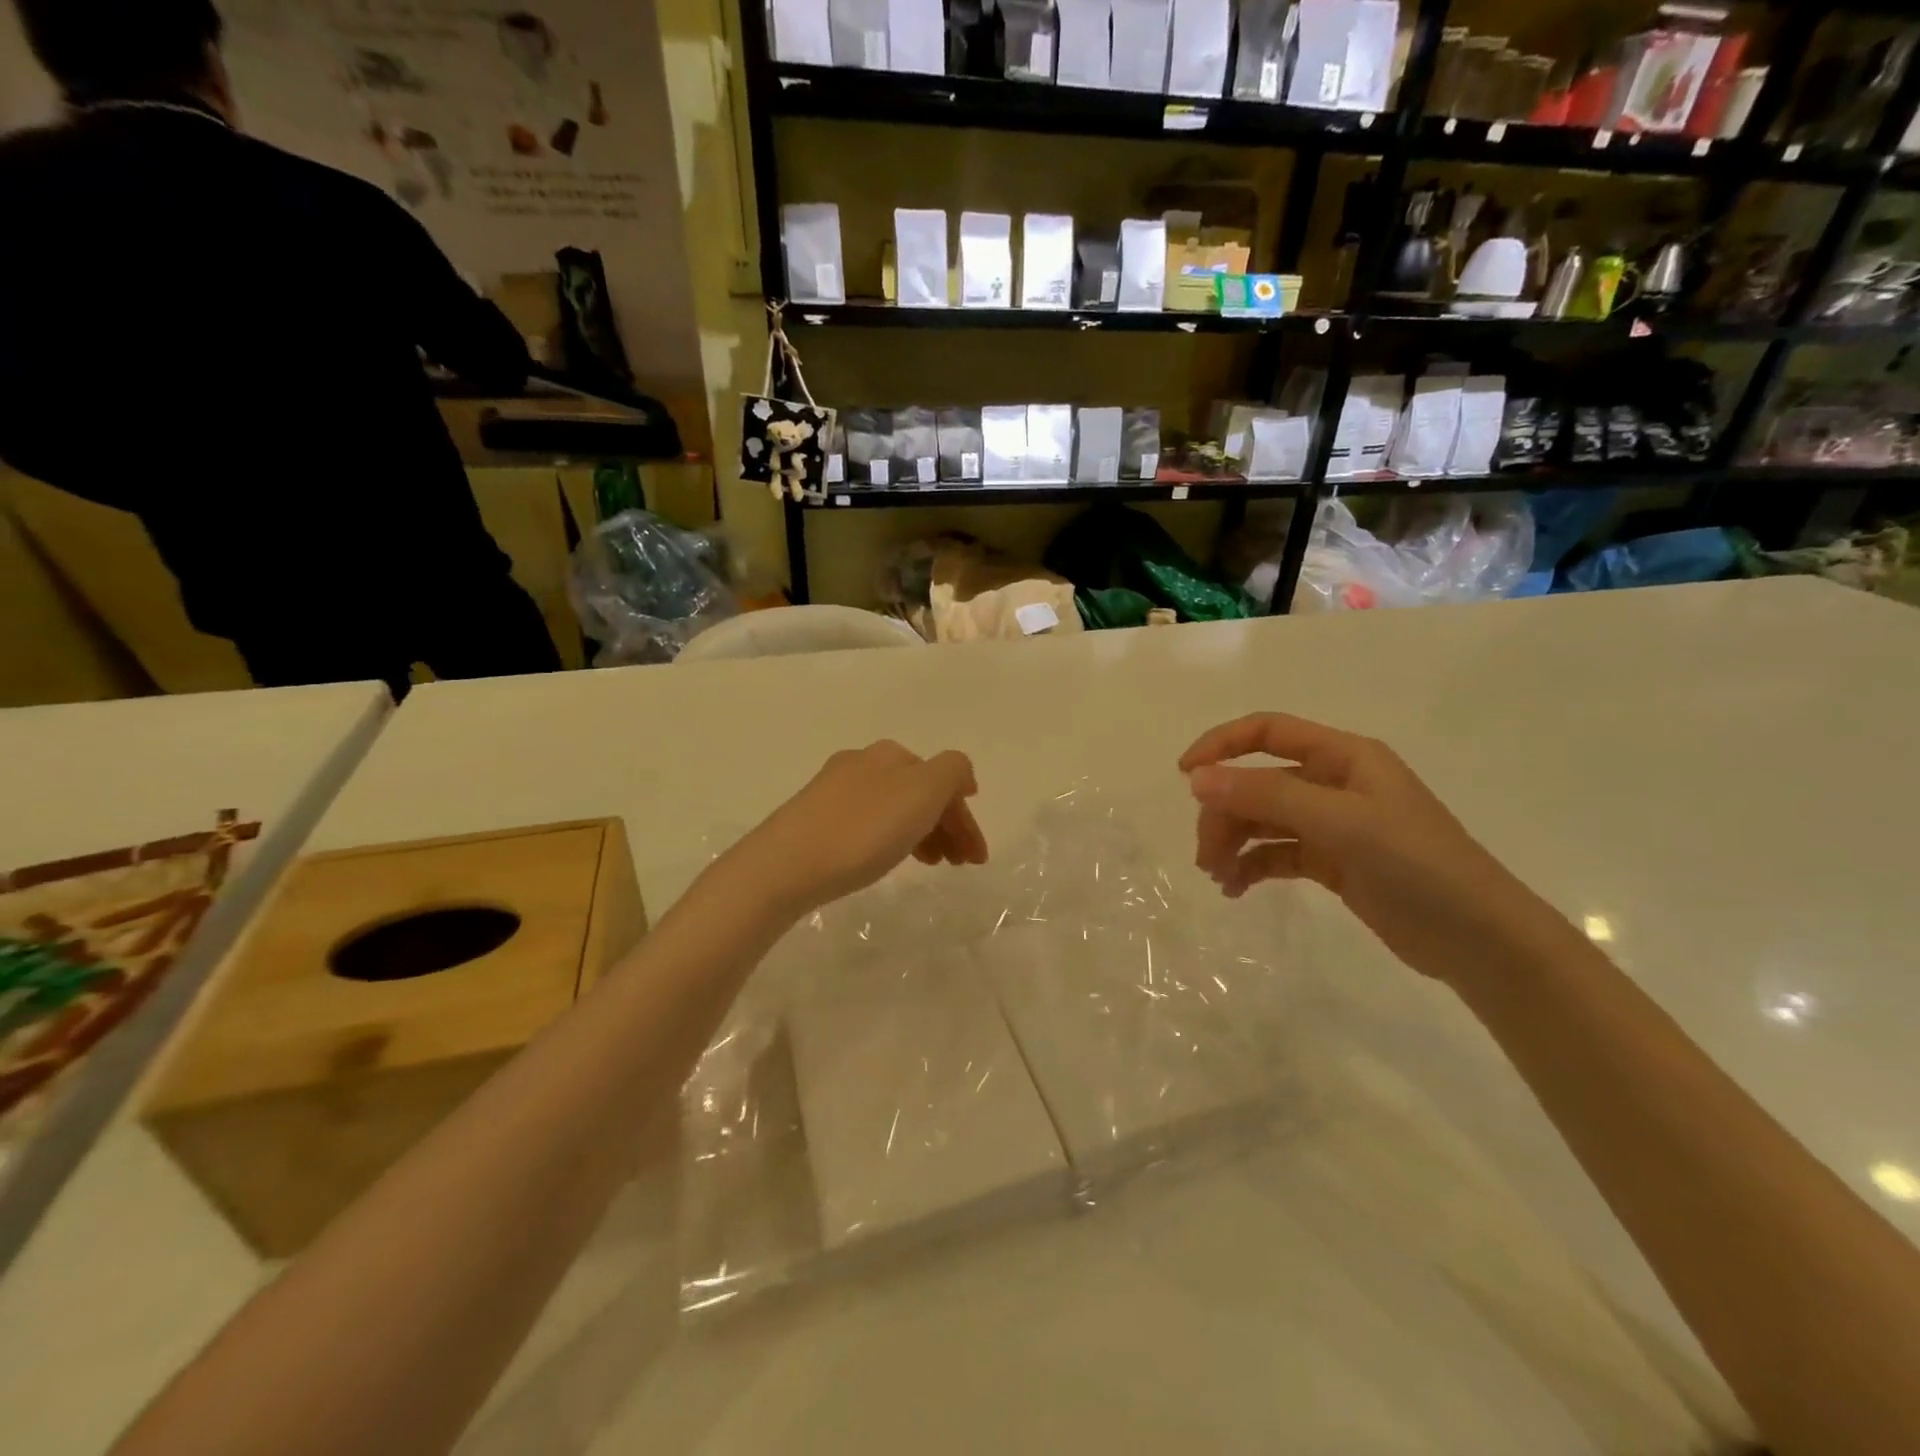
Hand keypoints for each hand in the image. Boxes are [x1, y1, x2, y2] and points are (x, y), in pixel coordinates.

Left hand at [733, 741, 987, 916]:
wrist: (785, 865)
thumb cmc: (863, 829)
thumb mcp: (923, 792)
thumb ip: (953, 772)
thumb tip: (959, 775)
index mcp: (892, 754)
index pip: (944, 781)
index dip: (965, 819)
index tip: (976, 859)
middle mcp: (863, 762)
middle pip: (919, 792)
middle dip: (946, 826)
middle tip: (958, 864)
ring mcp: (834, 789)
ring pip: (894, 808)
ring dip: (922, 833)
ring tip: (930, 865)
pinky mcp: (813, 817)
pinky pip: (869, 822)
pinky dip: (892, 837)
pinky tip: (888, 857)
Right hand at [1180, 713, 1562, 986]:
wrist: (1480, 941)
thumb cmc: (1417, 865)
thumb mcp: (1341, 822)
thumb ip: (1267, 796)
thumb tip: (1197, 780)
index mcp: (1343, 757)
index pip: (1267, 731)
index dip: (1221, 745)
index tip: (1185, 776)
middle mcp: (1334, 783)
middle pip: (1257, 782)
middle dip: (1225, 813)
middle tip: (1206, 856)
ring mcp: (1333, 824)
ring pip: (1263, 820)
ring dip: (1233, 842)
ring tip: (1218, 877)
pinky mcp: (1332, 862)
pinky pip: (1276, 853)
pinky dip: (1252, 866)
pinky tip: (1236, 889)